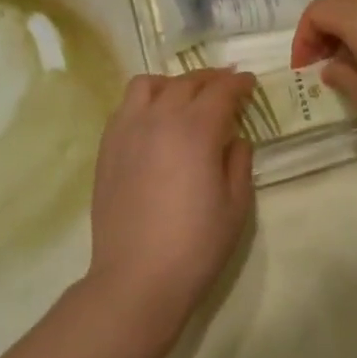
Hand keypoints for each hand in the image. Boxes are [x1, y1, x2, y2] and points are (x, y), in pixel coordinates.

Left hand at [85, 69, 256, 329]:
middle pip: (187, 82)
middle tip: (226, 88)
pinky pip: (125, 107)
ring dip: (172, 84)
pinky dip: (145, 102)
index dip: (239, 84)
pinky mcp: (107, 147)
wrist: (137, 278)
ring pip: (148, 84)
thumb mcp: (236, 206)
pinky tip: (155, 122)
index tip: (249, 84)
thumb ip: (239, 162)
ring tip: (184, 99)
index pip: (221, 91)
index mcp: (196, 130)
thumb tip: (234, 138)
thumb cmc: (195, 245)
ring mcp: (127, 130)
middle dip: (211, 80)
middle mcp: (159, 118)